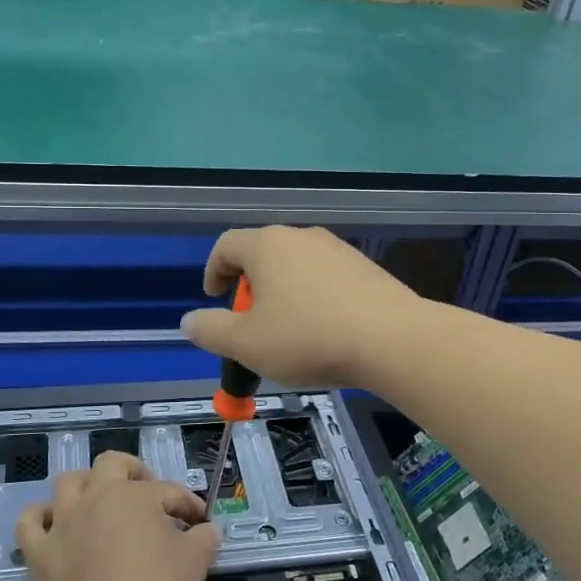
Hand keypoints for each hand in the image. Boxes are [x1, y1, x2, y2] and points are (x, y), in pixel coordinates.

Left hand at [15, 452, 218, 580]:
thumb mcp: (194, 564)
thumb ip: (204, 540)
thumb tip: (210, 530)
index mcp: (134, 495)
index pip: (167, 491)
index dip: (187, 504)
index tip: (200, 523)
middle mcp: (95, 497)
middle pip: (112, 464)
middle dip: (133, 472)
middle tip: (147, 494)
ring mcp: (62, 523)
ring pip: (68, 482)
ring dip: (85, 486)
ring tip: (99, 502)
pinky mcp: (39, 553)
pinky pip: (30, 522)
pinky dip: (40, 517)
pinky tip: (53, 524)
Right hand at [180, 226, 423, 387]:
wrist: (391, 339)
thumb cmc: (307, 338)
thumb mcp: (246, 343)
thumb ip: (211, 330)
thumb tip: (189, 321)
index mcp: (267, 245)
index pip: (226, 245)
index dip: (213, 271)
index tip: (214, 299)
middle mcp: (301, 236)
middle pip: (262, 254)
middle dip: (249, 288)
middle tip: (250, 325)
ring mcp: (337, 249)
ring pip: (295, 267)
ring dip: (282, 294)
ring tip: (287, 333)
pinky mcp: (364, 267)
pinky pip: (325, 278)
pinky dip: (313, 298)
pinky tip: (323, 331)